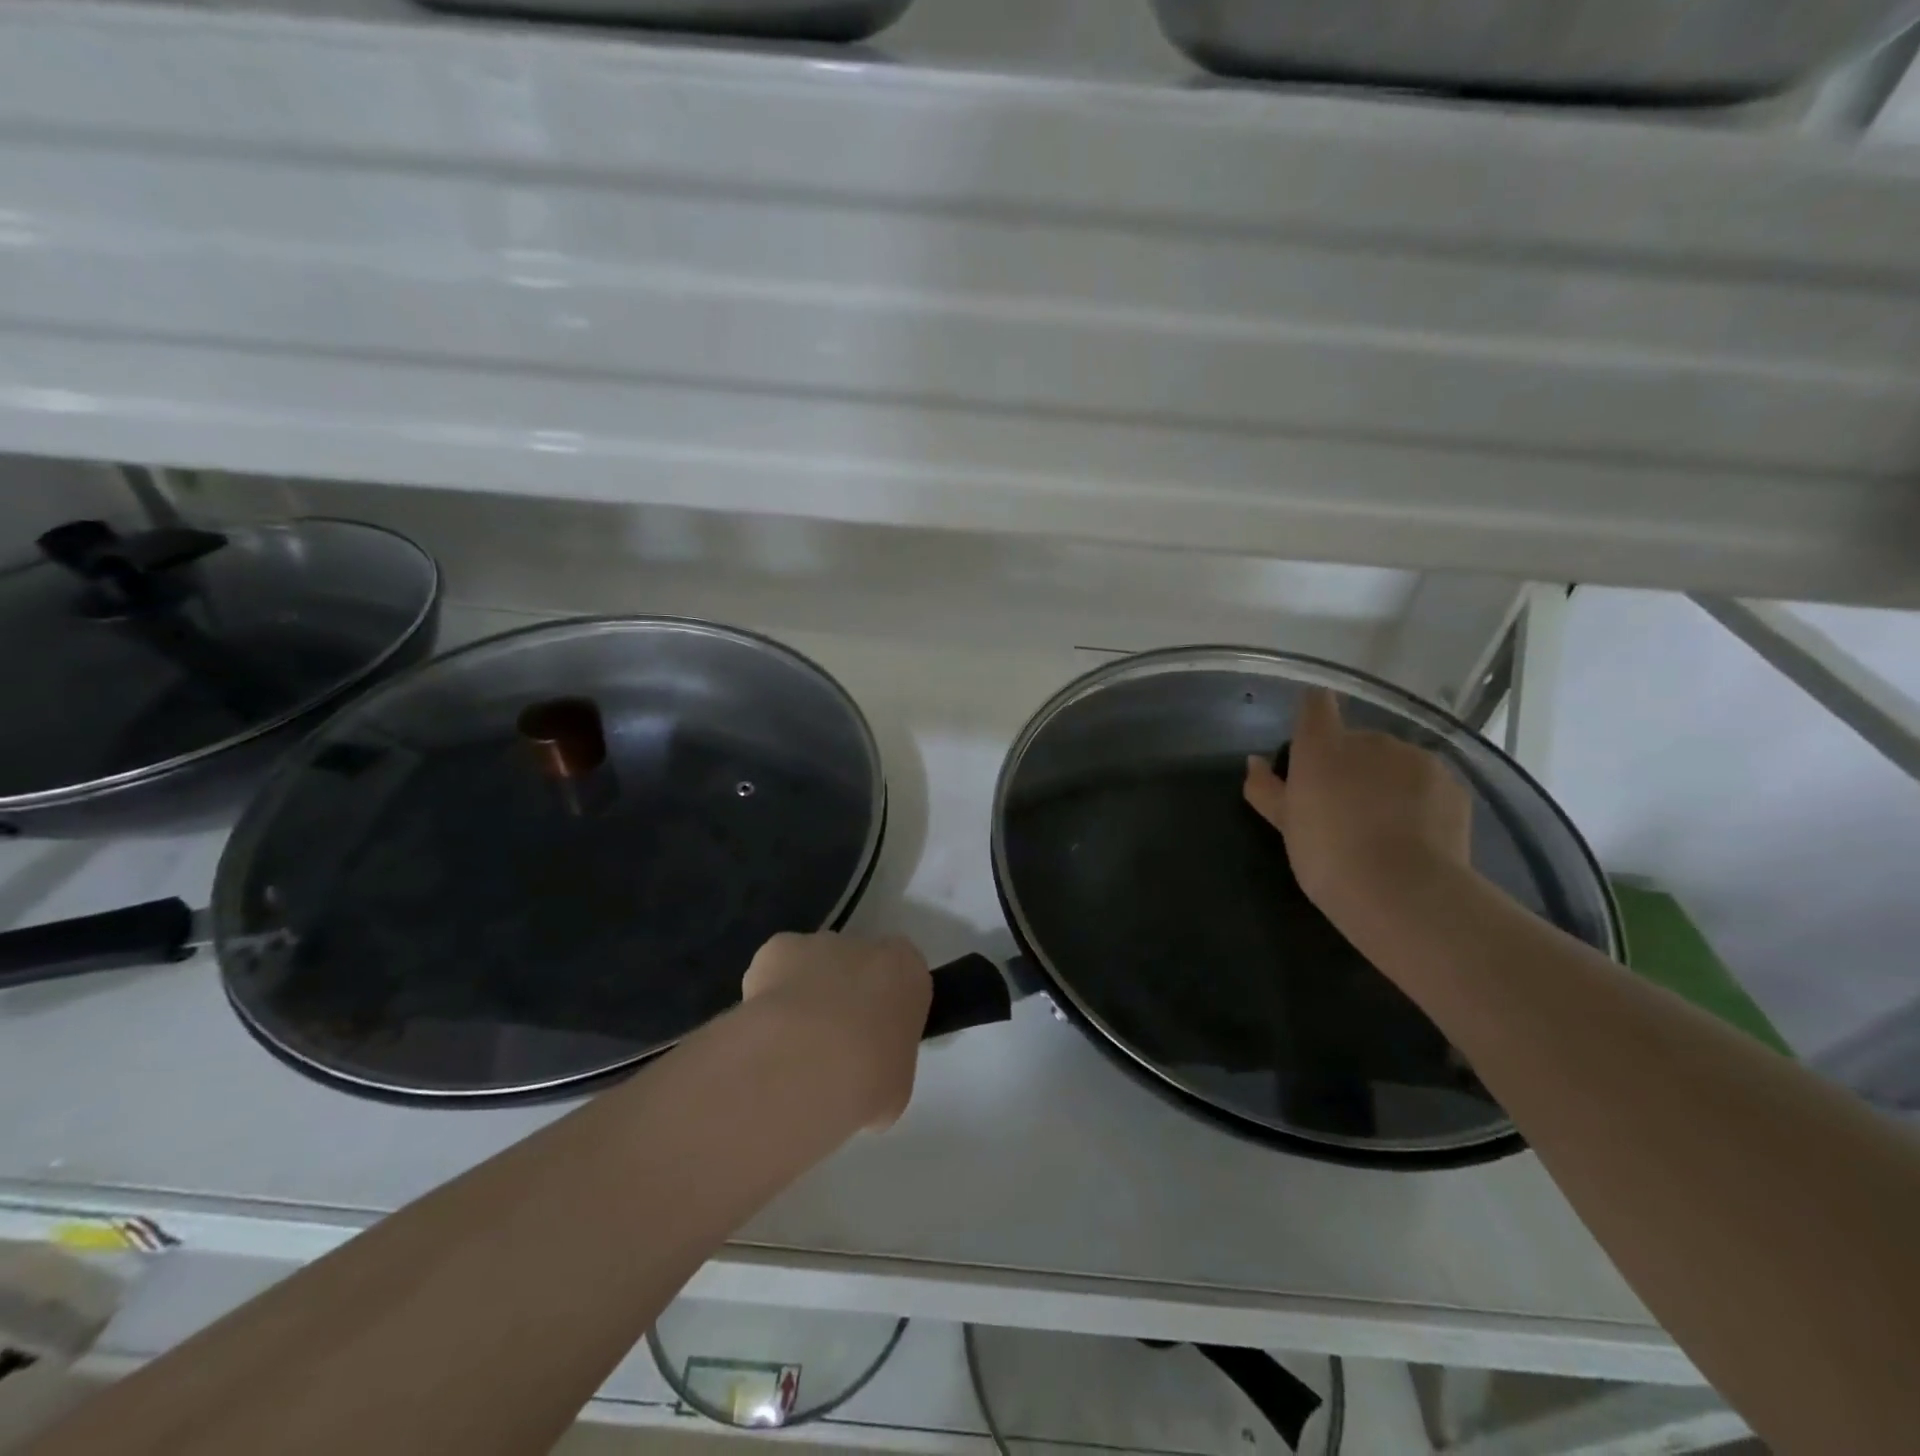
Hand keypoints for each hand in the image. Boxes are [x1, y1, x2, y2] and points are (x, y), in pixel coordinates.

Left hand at [741, 931, 930, 1128]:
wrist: (807, 1064)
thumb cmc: (869, 1078)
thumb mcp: (894, 1086)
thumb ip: (882, 1063)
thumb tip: (860, 1073)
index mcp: (906, 972)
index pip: (901, 976)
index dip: (883, 1006)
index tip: (872, 1040)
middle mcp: (865, 947)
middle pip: (855, 966)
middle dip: (842, 998)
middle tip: (828, 1048)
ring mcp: (819, 944)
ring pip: (812, 966)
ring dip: (804, 997)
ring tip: (788, 1050)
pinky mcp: (777, 949)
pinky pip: (773, 970)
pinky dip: (767, 996)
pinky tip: (762, 1034)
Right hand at [1243, 688, 1472, 926]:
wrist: (1403, 892)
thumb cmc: (1327, 856)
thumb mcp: (1286, 826)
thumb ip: (1266, 789)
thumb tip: (1255, 762)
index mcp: (1323, 745)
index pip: (1316, 704)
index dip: (1313, 714)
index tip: (1311, 743)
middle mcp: (1370, 740)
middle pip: (1357, 740)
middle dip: (1350, 765)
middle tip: (1344, 808)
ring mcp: (1416, 758)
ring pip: (1395, 761)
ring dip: (1387, 781)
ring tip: (1384, 827)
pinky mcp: (1451, 784)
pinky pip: (1426, 783)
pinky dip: (1418, 800)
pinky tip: (1414, 835)